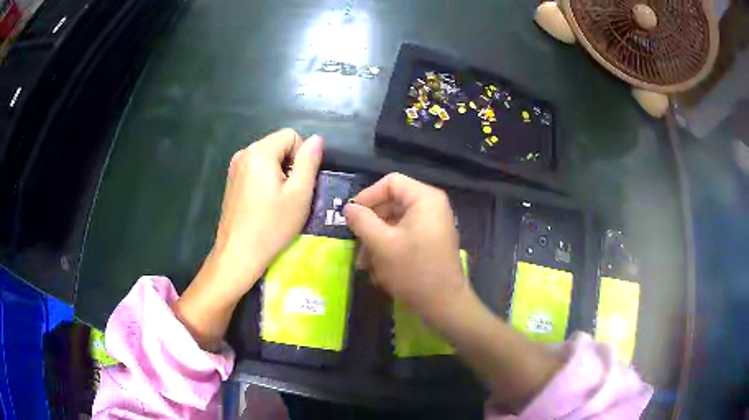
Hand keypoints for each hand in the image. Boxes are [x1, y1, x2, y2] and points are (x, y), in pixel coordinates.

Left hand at [174, 128, 322, 350]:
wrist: (237, 256)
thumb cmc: (271, 227)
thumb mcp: (299, 194)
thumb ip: (310, 162)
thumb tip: (317, 139)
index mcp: (259, 152)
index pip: (291, 135)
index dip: (303, 155)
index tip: (301, 184)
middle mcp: (243, 153)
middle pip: (278, 145)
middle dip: (291, 165)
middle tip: (293, 196)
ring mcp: (234, 168)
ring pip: (268, 158)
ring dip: (280, 174)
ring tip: (280, 202)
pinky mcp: (231, 182)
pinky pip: (256, 170)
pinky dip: (266, 181)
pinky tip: (266, 205)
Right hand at [346, 174, 562, 411]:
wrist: (444, 306)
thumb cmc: (414, 271)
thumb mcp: (382, 244)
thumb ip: (362, 221)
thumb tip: (349, 208)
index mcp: (425, 199)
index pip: (391, 182)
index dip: (368, 196)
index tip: (351, 216)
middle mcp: (431, 207)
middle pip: (392, 203)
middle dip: (371, 225)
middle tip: (355, 243)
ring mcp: (432, 226)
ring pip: (395, 223)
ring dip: (377, 241)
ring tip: (365, 264)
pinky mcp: (430, 243)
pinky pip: (404, 237)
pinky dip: (389, 250)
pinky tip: (379, 271)